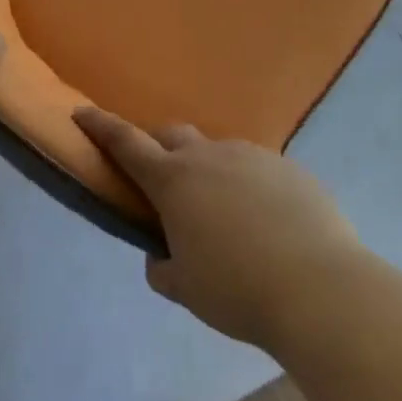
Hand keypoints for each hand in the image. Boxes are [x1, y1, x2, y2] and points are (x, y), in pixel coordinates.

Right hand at [74, 108, 356, 348]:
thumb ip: (163, 267)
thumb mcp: (185, 288)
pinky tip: (268, 224)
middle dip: (160, 149)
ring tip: (226, 215)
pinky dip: (249, 187)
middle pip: (173, 135)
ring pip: (219, 153)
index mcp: (173, 180)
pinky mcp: (291, 169)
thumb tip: (162, 255)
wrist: (320, 288)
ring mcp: (253, 157)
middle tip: (164, 183)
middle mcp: (209, 156)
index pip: (125, 142)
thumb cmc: (237, 289)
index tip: (81, 112)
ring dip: (209, 172)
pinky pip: (258, 170)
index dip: (100, 125)